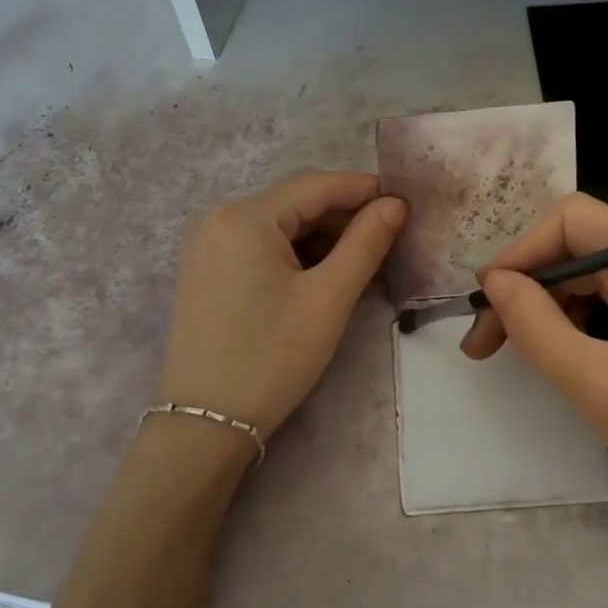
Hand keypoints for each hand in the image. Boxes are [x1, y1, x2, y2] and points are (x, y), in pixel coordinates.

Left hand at [158, 170, 408, 445]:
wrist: (207, 422)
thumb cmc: (273, 356)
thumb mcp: (328, 298)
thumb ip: (366, 242)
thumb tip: (395, 203)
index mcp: (245, 216)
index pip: (316, 185)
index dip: (363, 189)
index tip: (404, 203)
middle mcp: (218, 218)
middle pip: (294, 202)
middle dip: (342, 216)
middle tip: (387, 239)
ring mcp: (206, 246)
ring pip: (277, 225)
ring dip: (319, 236)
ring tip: (359, 261)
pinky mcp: (203, 272)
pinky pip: (257, 246)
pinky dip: (292, 253)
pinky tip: (319, 275)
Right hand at [461, 193, 607, 524]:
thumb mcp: (592, 380)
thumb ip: (534, 325)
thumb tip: (495, 281)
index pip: (567, 220)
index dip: (520, 252)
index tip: (488, 302)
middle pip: (578, 249)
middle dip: (527, 289)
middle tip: (486, 343)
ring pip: (594, 280)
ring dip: (550, 311)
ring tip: (520, 357)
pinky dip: (580, 326)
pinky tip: (566, 361)